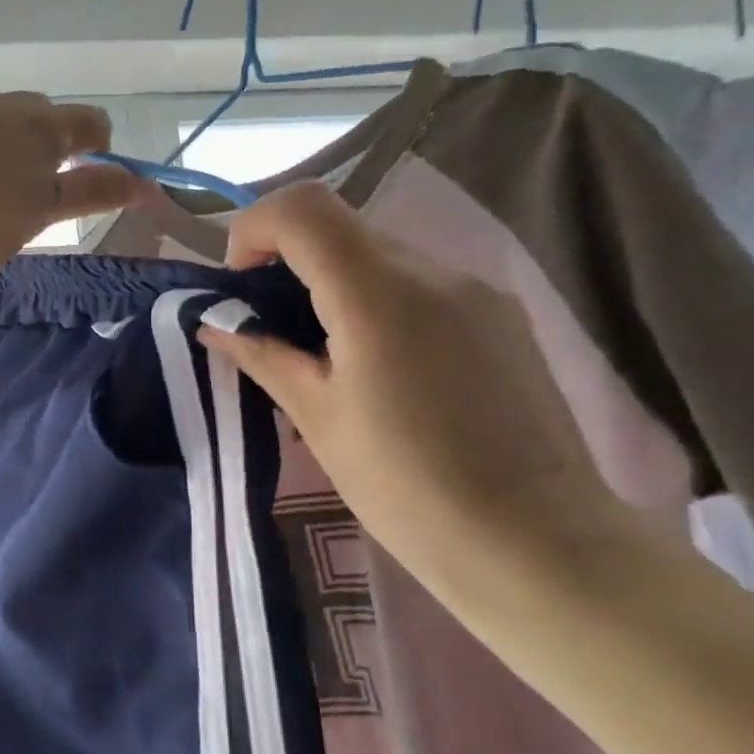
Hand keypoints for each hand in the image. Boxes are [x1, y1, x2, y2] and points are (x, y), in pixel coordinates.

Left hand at [0, 90, 148, 284]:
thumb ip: (94, 192)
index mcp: (40, 123)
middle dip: (52, 145)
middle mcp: (3, 103)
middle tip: (41, 192)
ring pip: (3, 119)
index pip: (89, 121)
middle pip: (44, 115)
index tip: (89, 178)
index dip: (99, 148)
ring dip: (13, 144)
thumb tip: (144, 184)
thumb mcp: (43, 212)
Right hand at [198, 183, 636, 599]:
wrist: (538, 545)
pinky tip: (384, 370)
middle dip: (289, 262)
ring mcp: (476, 290)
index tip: (241, 286)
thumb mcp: (319, 419)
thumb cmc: (407, 488)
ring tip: (328, 358)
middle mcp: (433, 271)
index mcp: (377, 293)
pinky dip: (378, 301)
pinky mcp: (502, 316)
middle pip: (339, 227)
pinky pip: (421, 284)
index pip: (301, 208)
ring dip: (334, 284)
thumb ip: (263, 356)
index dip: (254, 229)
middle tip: (273, 330)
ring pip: (381, 255)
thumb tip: (215, 324)